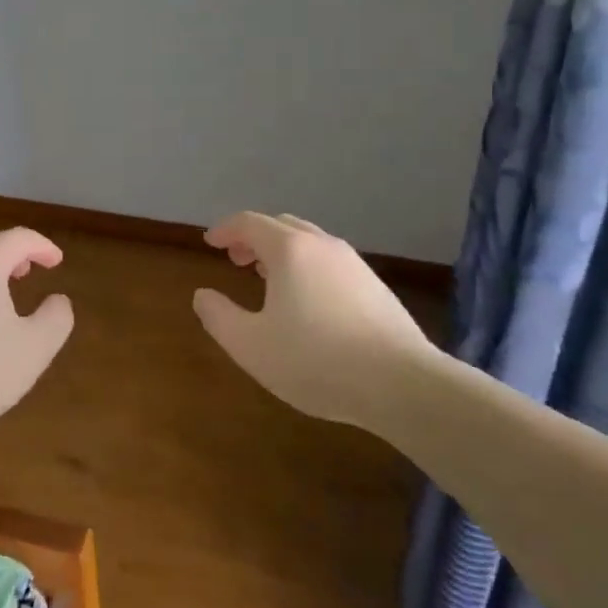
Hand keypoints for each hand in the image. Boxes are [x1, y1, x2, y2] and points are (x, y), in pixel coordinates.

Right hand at [192, 211, 433, 427]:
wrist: (404, 385)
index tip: (210, 242)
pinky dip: (307, 267)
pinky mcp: (376, 287)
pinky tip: (307, 302)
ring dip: (282, 252)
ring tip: (268, 278)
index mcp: (290, 250)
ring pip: (309, 242)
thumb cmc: (317, 360)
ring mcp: (354, 264)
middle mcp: (322, 246)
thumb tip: (203, 295)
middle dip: (253, 237)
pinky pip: (330, 263)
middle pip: (282, 225)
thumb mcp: (250, 345)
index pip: (250, 223)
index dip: (225, 229)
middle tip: (236, 259)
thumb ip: (218, 317)